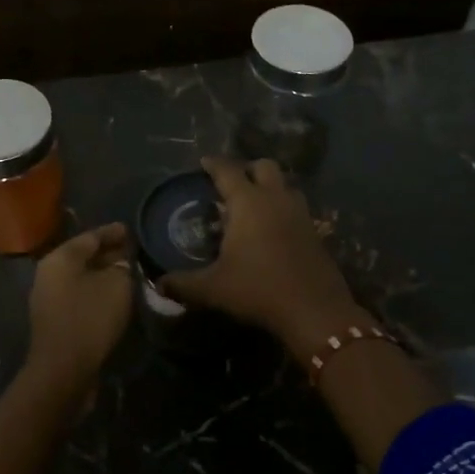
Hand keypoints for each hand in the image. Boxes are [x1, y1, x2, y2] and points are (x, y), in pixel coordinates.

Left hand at [23, 222, 133, 389]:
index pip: (90, 236)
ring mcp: (49, 298)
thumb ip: (123, 267)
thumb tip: (122, 264)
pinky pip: (80, 296)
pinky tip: (116, 297)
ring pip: (82, 278)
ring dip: (104, 275)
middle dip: (109, 253)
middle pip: (83, 256)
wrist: (63, 370)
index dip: (113, 232)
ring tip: (129, 273)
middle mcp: (49, 273)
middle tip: (133, 252)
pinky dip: (98, 292)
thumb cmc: (90, 318)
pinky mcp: (55, 320)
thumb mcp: (117, 285)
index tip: (132, 230)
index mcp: (60, 258)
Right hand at [159, 157, 363, 358]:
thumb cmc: (259, 290)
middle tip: (231, 183)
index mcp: (249, 203)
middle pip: (264, 166)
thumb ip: (183, 284)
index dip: (214, 164)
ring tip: (254, 203)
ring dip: (270, 186)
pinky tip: (273, 229)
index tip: (203, 162)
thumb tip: (159, 284)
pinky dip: (283, 208)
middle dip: (247, 168)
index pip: (228, 171)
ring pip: (285, 185)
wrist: (315, 311)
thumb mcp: (213, 289)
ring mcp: (300, 214)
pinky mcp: (315, 231)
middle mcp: (276, 199)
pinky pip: (296, 207)